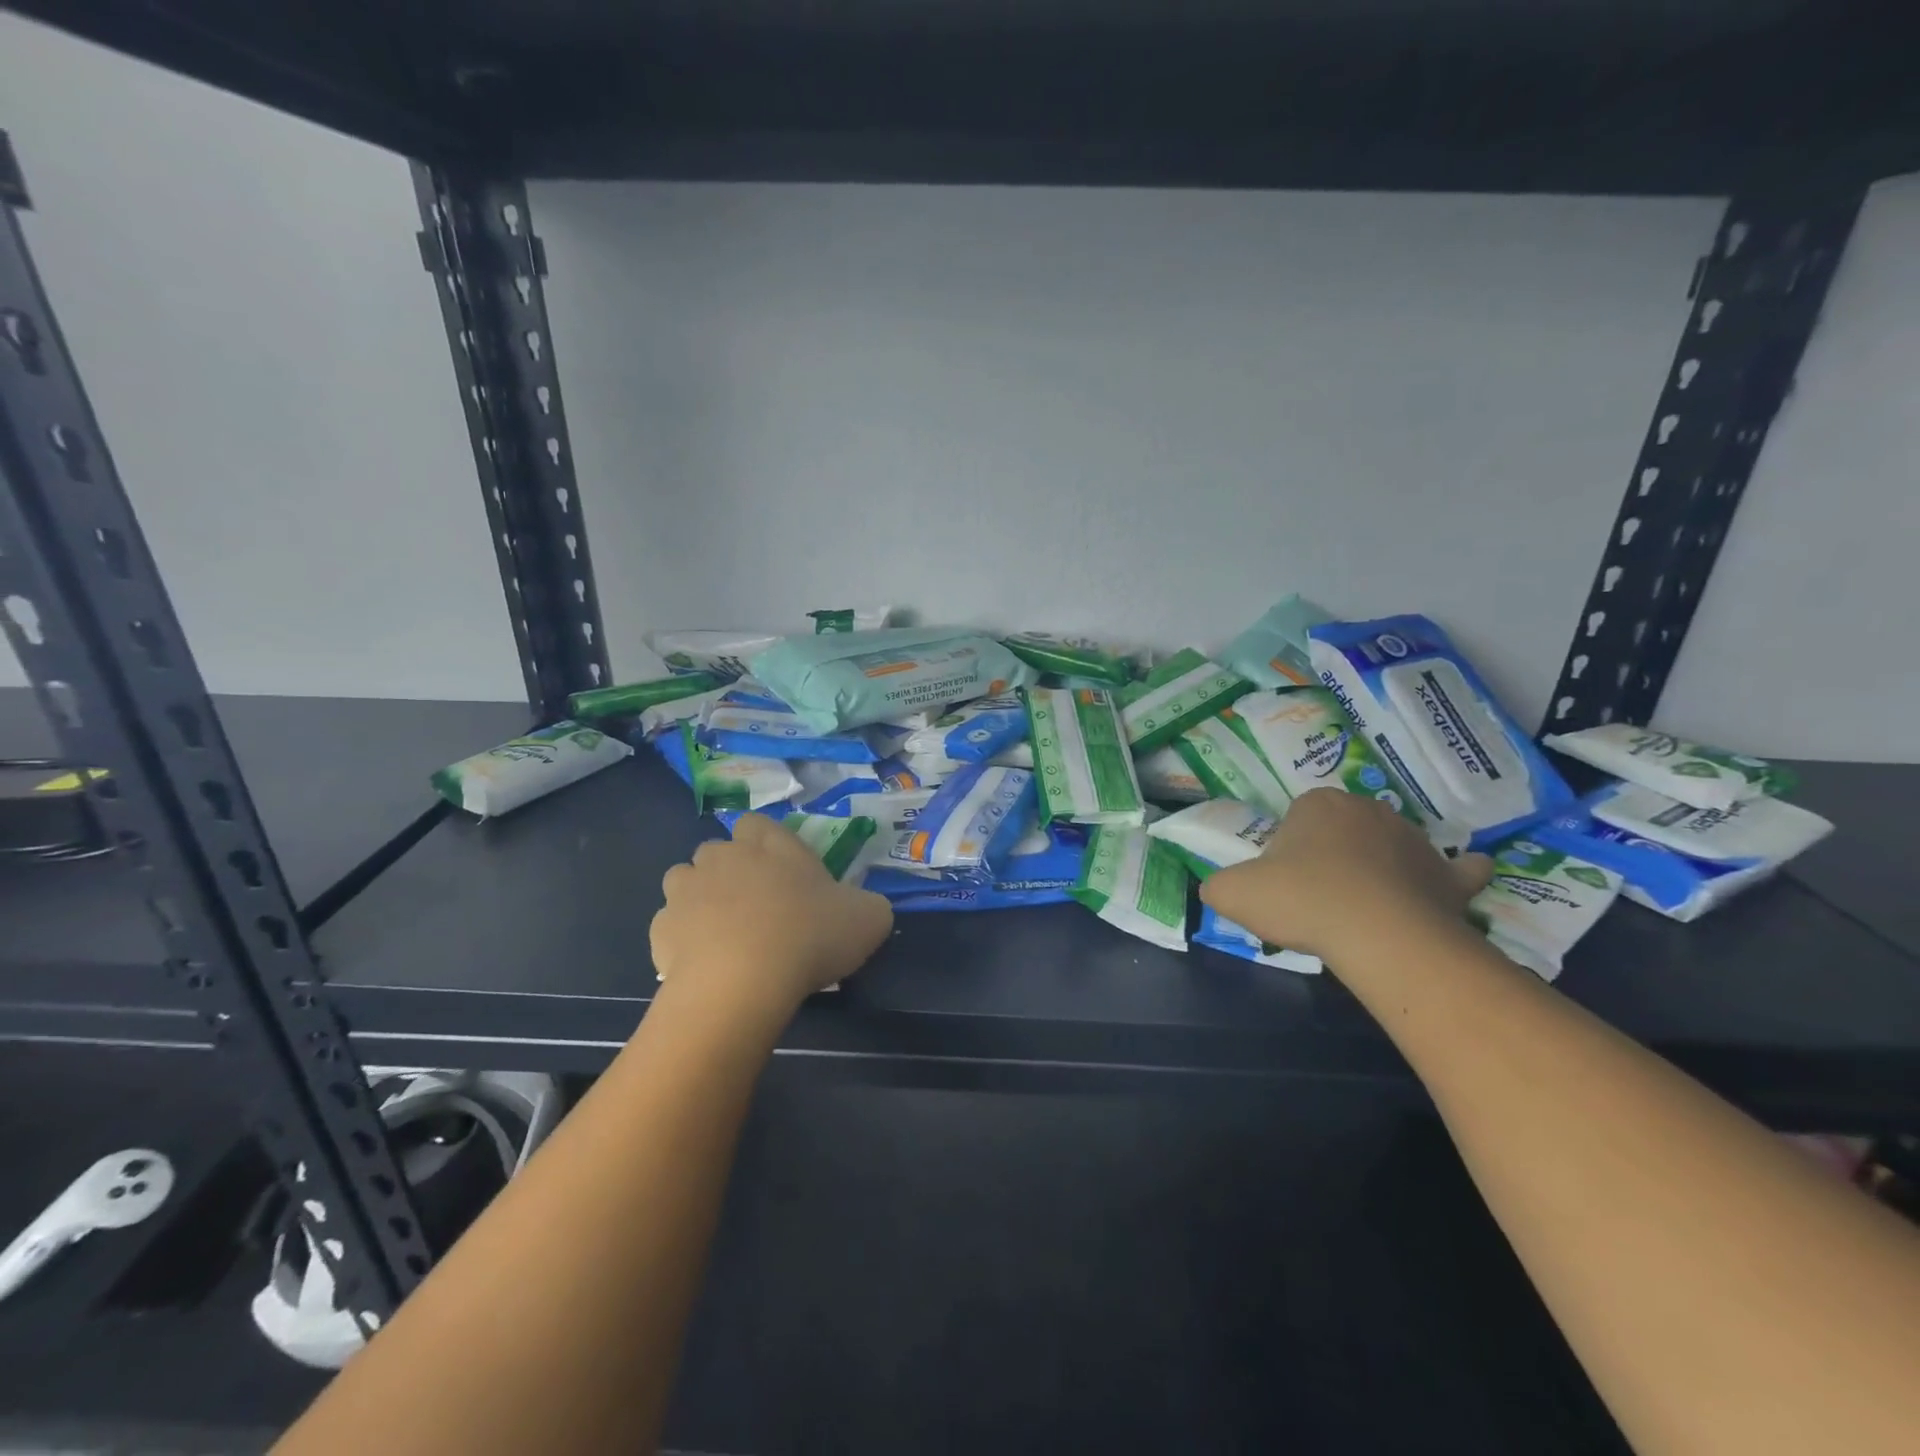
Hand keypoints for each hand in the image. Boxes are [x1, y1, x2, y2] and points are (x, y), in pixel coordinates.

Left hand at [652, 814, 892, 1016]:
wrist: (743, 983)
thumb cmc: (810, 937)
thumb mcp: (869, 918)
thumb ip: (868, 905)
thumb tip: (864, 909)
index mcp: (772, 845)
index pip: (757, 823)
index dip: (765, 843)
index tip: (781, 873)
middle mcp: (724, 856)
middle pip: (718, 850)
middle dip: (730, 870)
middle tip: (756, 906)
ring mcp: (686, 891)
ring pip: (684, 881)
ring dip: (699, 899)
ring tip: (722, 933)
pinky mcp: (661, 929)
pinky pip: (670, 926)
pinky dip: (682, 940)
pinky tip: (704, 963)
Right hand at [1199, 788, 1492, 962]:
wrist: (1378, 935)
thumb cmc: (1302, 901)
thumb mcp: (1233, 893)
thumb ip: (1218, 885)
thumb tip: (1218, 889)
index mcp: (1318, 804)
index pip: (1298, 818)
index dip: (1288, 850)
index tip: (1284, 882)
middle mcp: (1368, 810)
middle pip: (1344, 829)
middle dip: (1333, 855)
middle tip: (1317, 898)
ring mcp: (1415, 840)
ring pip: (1391, 848)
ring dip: (1380, 868)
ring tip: (1363, 911)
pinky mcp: (1448, 876)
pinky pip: (1456, 870)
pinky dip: (1451, 877)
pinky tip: (1444, 888)